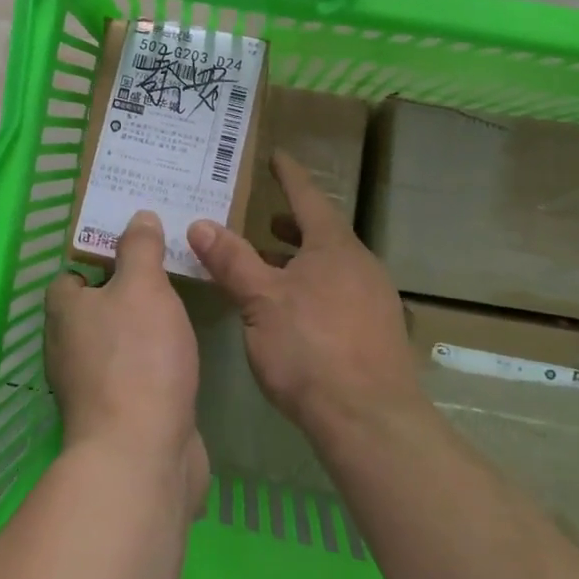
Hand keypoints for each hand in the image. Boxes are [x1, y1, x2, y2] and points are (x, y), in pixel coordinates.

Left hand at [45, 210, 209, 513]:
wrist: (143, 456)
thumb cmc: (138, 358)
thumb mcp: (143, 287)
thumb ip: (140, 248)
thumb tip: (138, 216)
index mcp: (64, 312)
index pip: (72, 273)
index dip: (100, 257)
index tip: (137, 245)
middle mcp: (68, 348)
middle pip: (95, 307)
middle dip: (127, 289)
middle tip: (166, 267)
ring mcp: (91, 386)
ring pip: (116, 342)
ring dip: (142, 327)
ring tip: (179, 303)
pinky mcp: (117, 415)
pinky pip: (134, 374)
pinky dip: (153, 362)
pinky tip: (180, 352)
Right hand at [188, 152, 423, 440]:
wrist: (372, 422)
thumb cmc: (310, 349)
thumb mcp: (260, 301)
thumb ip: (231, 260)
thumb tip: (200, 223)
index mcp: (334, 246)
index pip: (307, 197)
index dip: (289, 175)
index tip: (277, 156)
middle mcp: (360, 264)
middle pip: (323, 232)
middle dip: (293, 224)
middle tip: (265, 217)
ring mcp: (375, 299)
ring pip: (332, 265)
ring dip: (301, 259)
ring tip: (271, 265)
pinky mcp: (378, 332)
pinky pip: (341, 292)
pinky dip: (314, 286)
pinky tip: (296, 312)